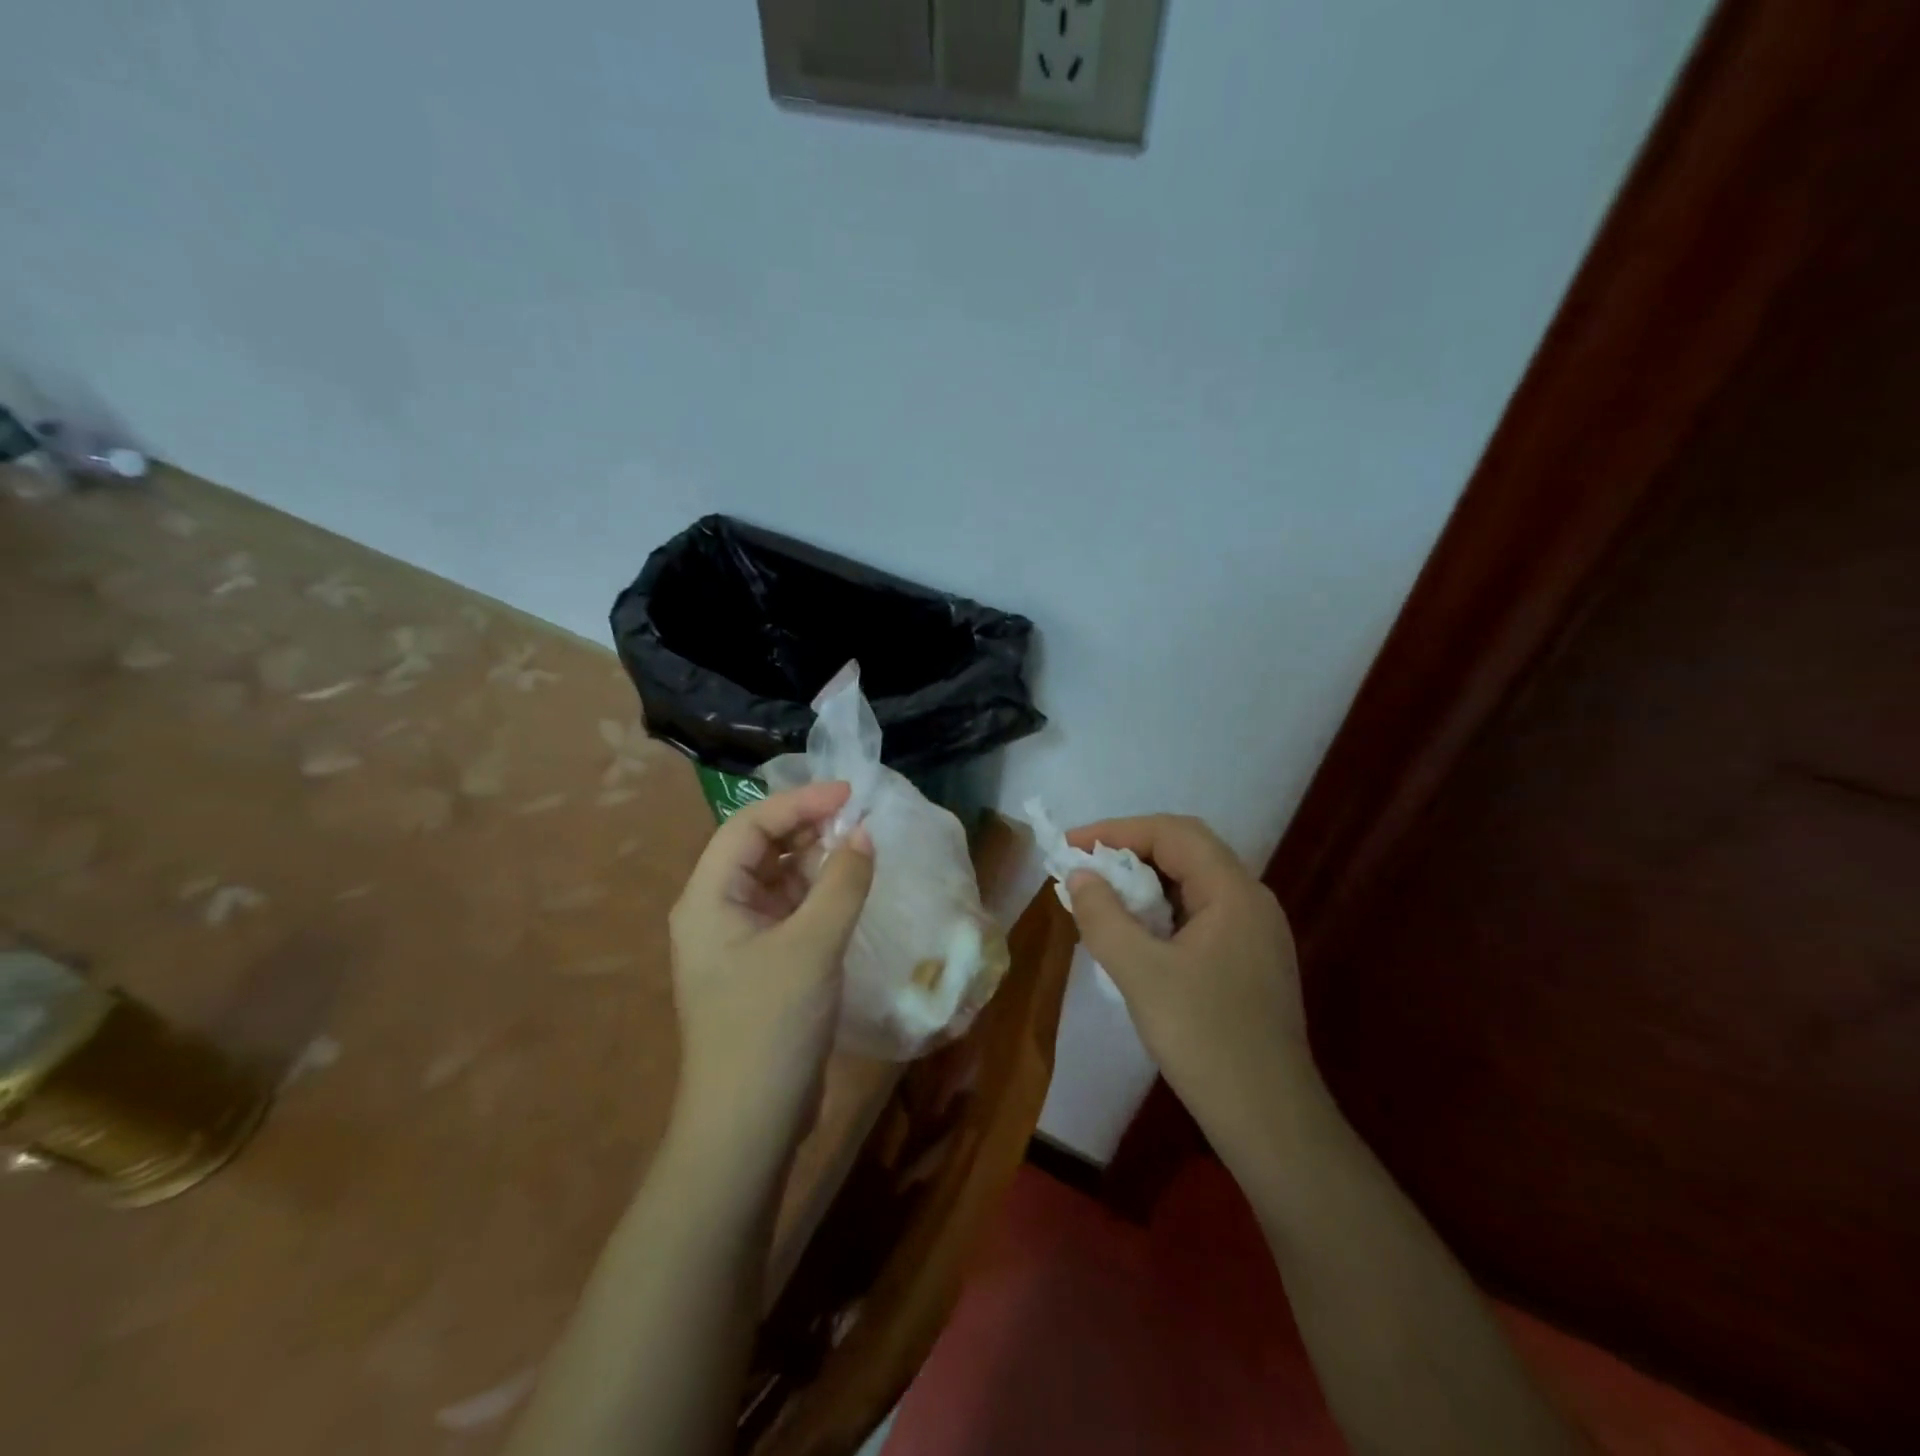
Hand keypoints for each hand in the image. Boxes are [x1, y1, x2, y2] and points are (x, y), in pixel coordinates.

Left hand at [668, 782, 874, 1161]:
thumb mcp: (812, 947)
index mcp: (708, 898)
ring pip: (778, 881)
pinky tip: (851, 891)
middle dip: (808, 829)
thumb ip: (842, 883)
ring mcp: (738, 941)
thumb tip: (866, 834)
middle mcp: (716, 912)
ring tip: (862, 848)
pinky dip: (819, 895)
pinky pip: (790, 912)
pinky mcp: (761, 965)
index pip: (748, 826)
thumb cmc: (770, 1025)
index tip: (850, 793)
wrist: (747, 1126)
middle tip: (861, 819)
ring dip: (816, 862)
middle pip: (760, 849)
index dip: (799, 802)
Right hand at [1065, 815, 1313, 1158]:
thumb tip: (1079, 876)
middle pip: (1187, 851)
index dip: (1117, 830)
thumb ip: (1104, 917)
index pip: (1173, 833)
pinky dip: (1162, 909)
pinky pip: (1201, 914)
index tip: (1071, 845)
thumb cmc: (1205, 1039)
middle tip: (1083, 865)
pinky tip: (1135, 933)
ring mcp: (1255, 932)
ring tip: (1101, 895)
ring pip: (1194, 883)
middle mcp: (1251, 900)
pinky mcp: (1250, 960)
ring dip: (1145, 881)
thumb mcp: (1141, 974)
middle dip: (1130, 850)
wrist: (1270, 1119)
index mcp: (1234, 892)